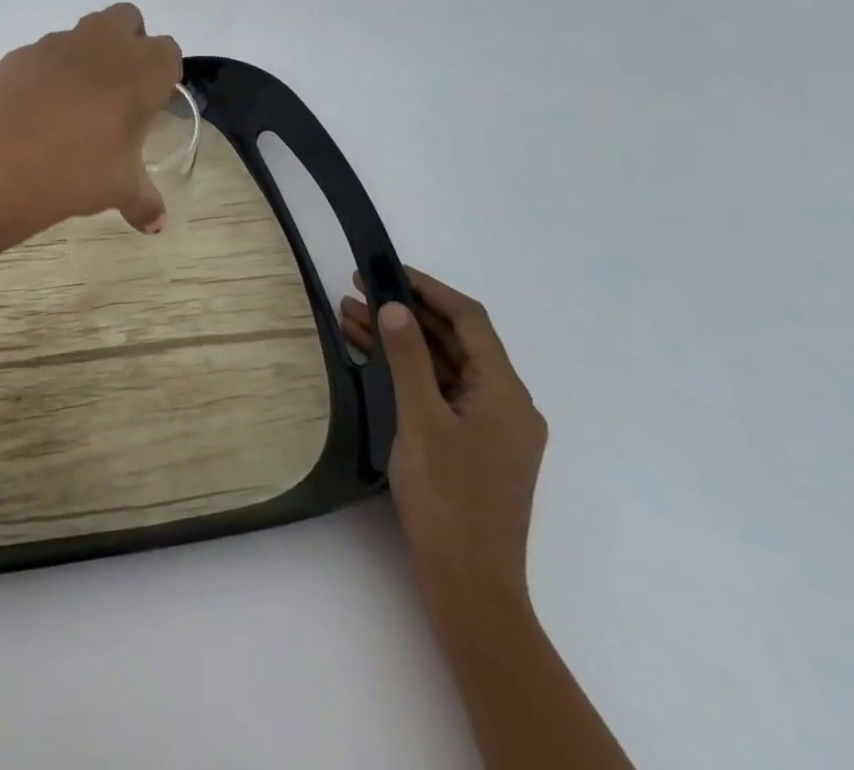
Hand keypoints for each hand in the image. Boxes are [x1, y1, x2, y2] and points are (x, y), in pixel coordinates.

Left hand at [0, 3, 181, 233]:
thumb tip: (156, 225)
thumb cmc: (79, 170)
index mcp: (144, 68)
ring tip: (72, 105)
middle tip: (116, 91)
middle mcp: (105, 43)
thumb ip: (143, 200)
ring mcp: (59, 42)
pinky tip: (35, 110)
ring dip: (85, 57)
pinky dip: (46, 73)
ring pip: (83, 34)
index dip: (159, 77)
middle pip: (127, 20)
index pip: (167, 53)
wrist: (1, 160)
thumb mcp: (119, 189)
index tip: (147, 105)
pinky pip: (43, 54)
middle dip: (126, 44)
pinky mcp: (21, 52)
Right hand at [340, 268, 546, 610]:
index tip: (386, 269)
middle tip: (357, 288)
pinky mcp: (470, 446)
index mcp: (505, 393)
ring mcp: (488, 427)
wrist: (468, 584)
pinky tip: (366, 355)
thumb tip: (395, 306)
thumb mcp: (421, 418)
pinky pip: (437, 391)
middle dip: (406, 311)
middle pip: (455, 341)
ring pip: (441, 366)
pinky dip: (404, 370)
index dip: (428, 288)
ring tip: (348, 315)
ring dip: (399, 339)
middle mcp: (504, 404)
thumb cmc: (448, 496)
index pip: (470, 320)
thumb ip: (409, 357)